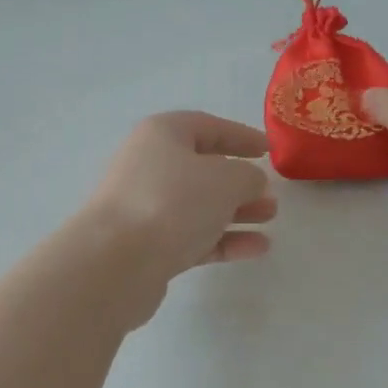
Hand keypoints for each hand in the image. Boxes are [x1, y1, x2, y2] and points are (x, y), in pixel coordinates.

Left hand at [76, 112, 276, 317]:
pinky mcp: (148, 246)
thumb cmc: (172, 202)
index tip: (268, 150)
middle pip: (201, 168)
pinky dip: (224, 239)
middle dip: (239, 181)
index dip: (240, 135)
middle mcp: (149, 166)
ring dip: (235, 211)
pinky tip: (257, 248)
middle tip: (270, 194)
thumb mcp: (225, 179)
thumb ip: (248, 176)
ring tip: (269, 219)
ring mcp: (146, 208)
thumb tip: (251, 182)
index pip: (207, 126)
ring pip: (198, 205)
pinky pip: (193, 236)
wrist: (116, 261)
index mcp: (161, 135)